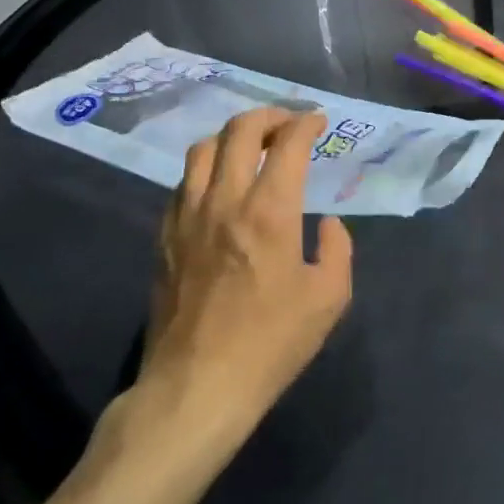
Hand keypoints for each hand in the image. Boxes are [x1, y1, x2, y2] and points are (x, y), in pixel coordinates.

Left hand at [130, 108, 352, 444]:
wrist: (197, 388)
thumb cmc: (271, 343)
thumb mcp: (330, 298)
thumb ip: (338, 249)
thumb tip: (326, 224)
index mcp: (270, 210)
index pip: (288, 143)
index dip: (306, 123)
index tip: (319, 122)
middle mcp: (225, 200)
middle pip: (239, 130)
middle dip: (268, 116)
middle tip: (288, 124)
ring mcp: (187, 217)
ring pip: (202, 149)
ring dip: (231, 136)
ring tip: (251, 146)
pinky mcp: (164, 238)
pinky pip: (182, 183)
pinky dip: (206, 169)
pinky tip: (219, 186)